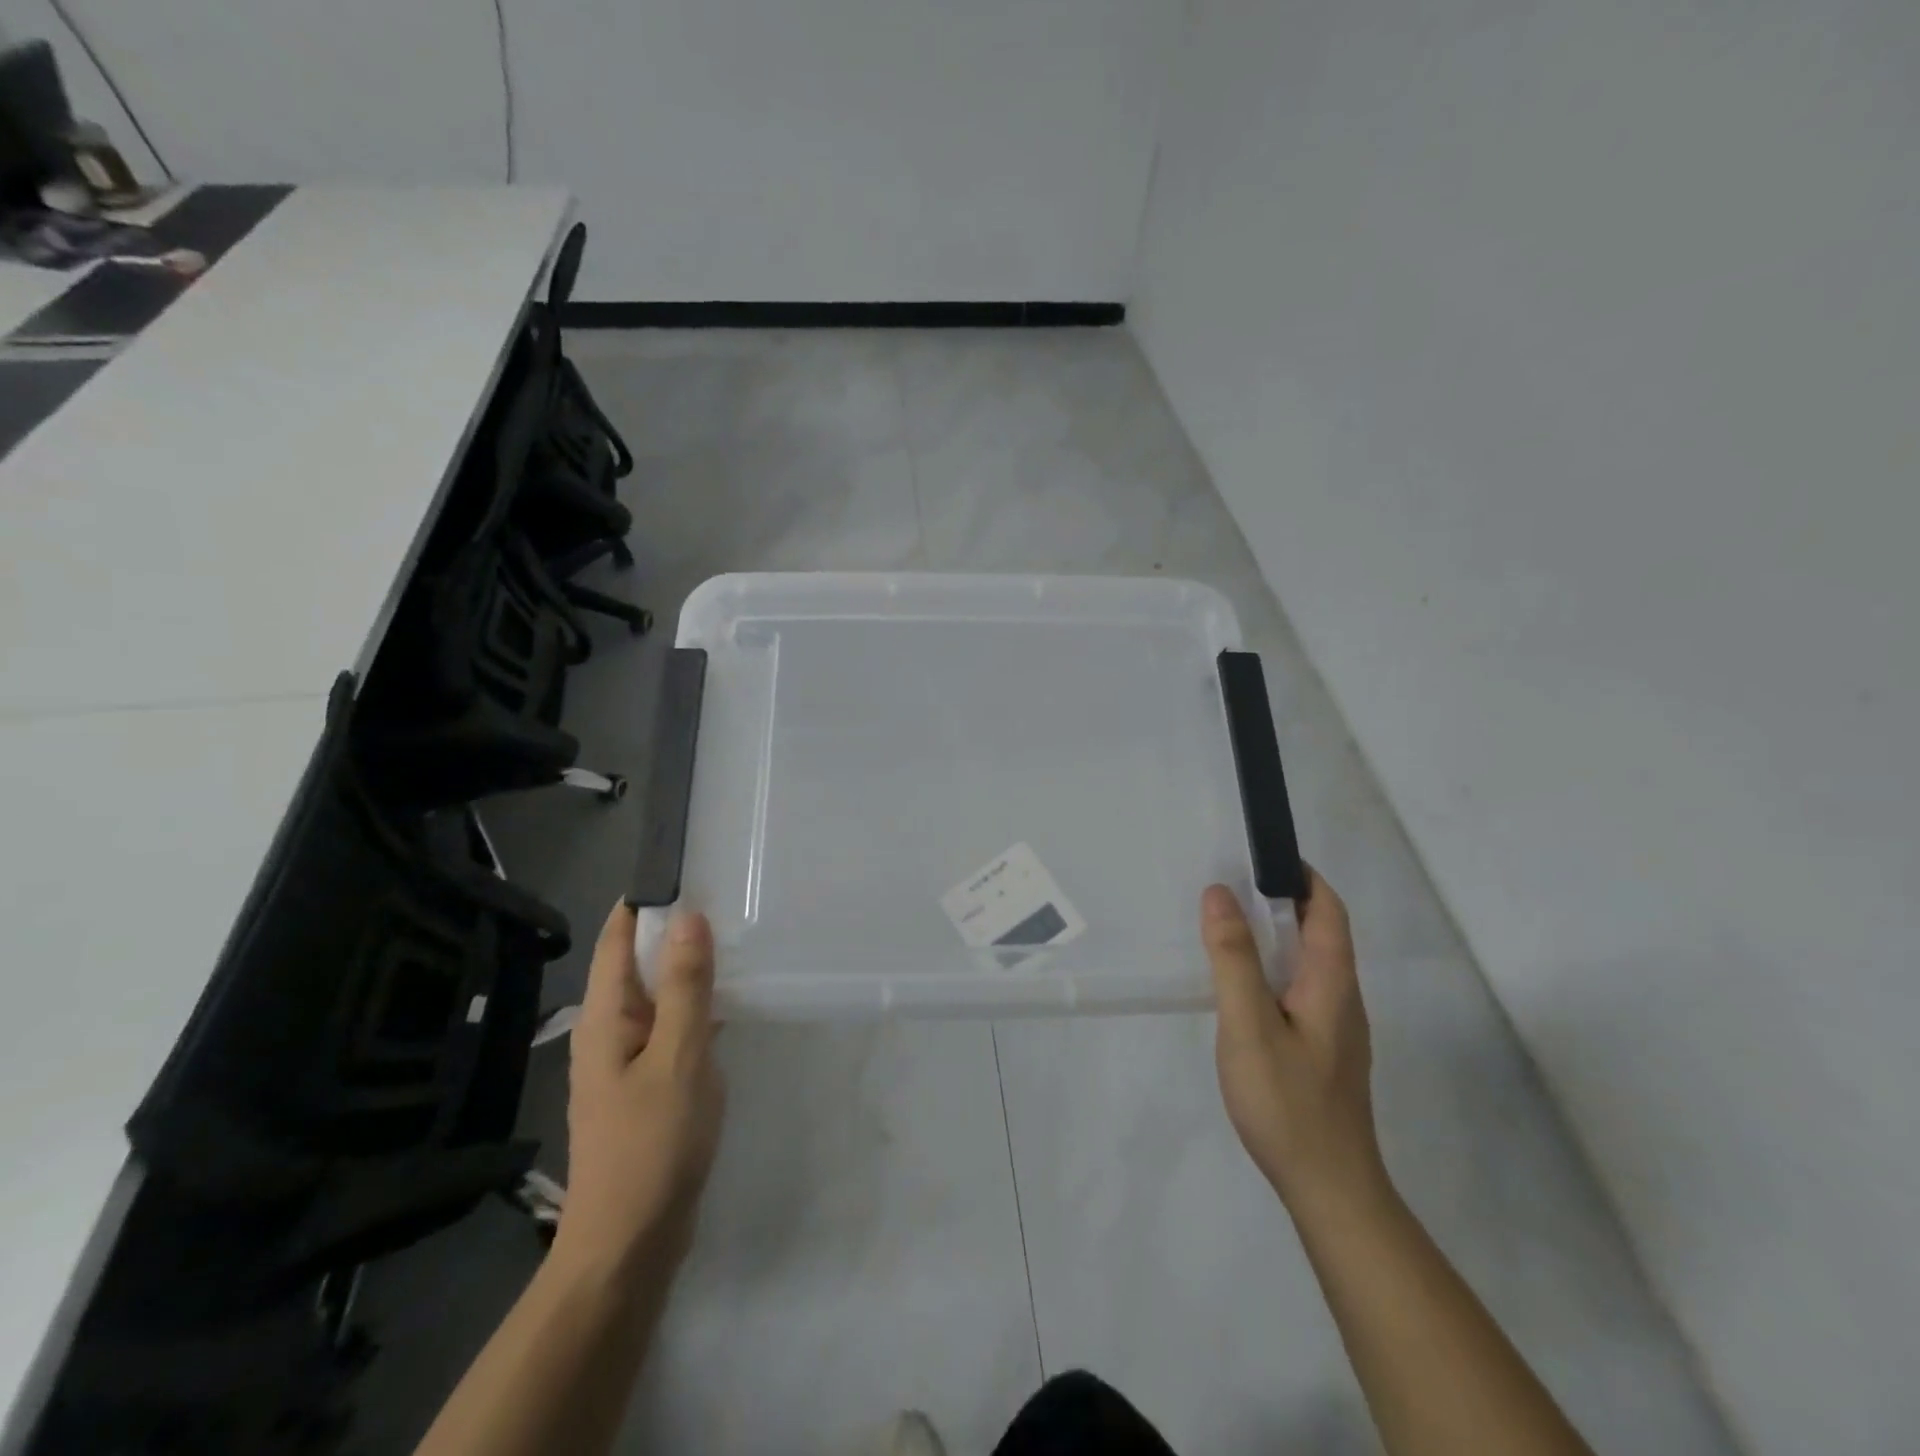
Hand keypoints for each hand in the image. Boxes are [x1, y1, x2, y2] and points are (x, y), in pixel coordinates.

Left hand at [556, 902, 726, 1276]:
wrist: (630, 1243)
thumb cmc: (652, 1144)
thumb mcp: (678, 1057)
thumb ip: (684, 987)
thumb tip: (687, 917)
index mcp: (606, 1018)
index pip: (618, 938)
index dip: (646, 901)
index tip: (689, 870)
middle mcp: (610, 1031)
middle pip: (637, 963)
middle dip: (674, 930)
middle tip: (728, 898)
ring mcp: (628, 1061)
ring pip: (657, 996)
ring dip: (688, 968)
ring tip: (735, 940)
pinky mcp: (648, 1084)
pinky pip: (670, 1027)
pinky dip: (695, 1006)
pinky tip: (728, 1004)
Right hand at [1203, 870, 1388, 1225]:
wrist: (1330, 1190)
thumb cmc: (1288, 1102)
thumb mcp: (1249, 1024)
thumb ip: (1233, 958)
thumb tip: (1219, 893)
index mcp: (1332, 981)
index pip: (1328, 909)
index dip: (1301, 875)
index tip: (1259, 855)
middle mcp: (1341, 997)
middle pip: (1319, 931)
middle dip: (1279, 900)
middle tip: (1226, 887)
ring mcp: (1334, 1027)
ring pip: (1307, 963)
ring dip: (1273, 935)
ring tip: (1224, 927)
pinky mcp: (1321, 1050)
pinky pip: (1298, 989)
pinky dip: (1270, 968)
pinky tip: (1238, 986)